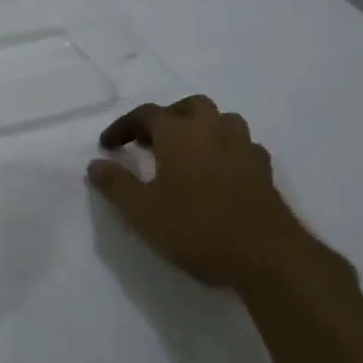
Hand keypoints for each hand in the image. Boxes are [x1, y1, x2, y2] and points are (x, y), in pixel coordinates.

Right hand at [87, 97, 349, 298]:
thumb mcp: (142, 211)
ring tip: (185, 153)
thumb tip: (95, 164)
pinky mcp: (264, 169)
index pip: (145, 114)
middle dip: (167, 118)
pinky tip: (218, 172)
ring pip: (221, 120)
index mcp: (178, 133)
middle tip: (150, 143)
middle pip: (189, 106)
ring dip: (200, 128)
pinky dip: (225, 150)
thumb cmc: (197, 228)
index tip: (108, 146)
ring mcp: (243, 147)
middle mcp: (212, 129)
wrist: (267, 256)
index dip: (123, 126)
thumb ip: (116, 184)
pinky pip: (241, 146)